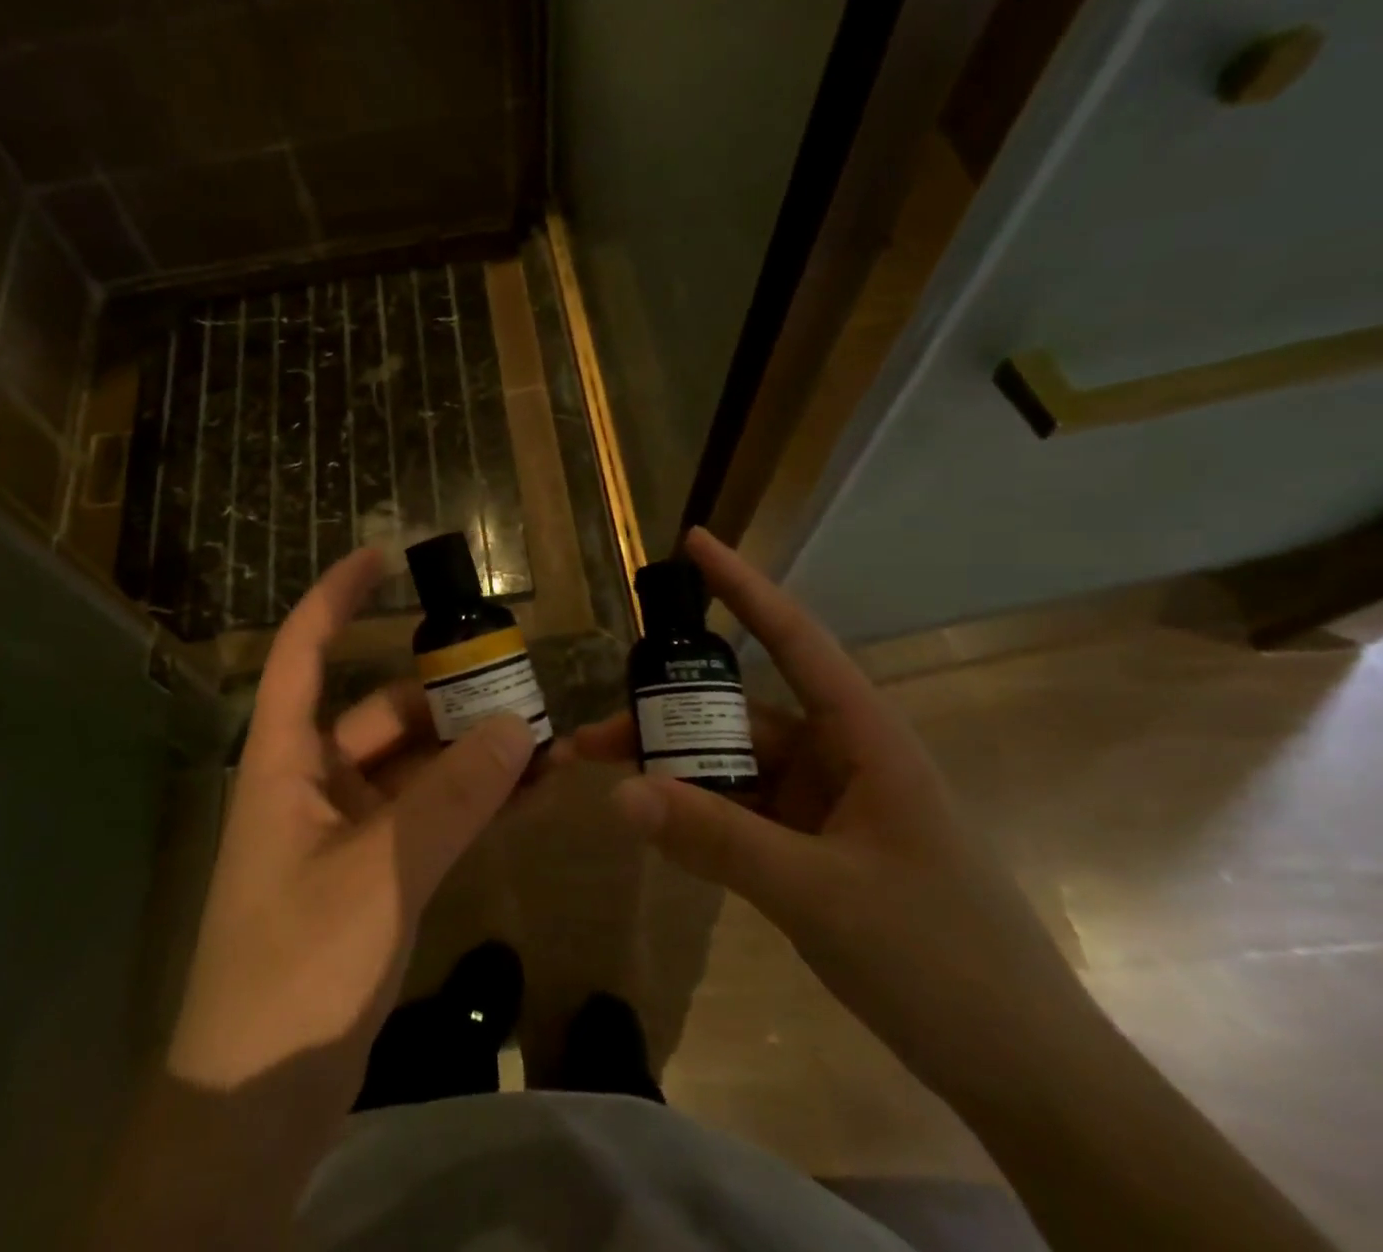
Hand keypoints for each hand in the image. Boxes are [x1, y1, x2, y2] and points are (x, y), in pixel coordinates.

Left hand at [167, 546, 537, 1095]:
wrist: (255, 1105)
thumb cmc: (297, 969)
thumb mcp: (383, 873)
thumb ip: (453, 797)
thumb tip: (519, 727)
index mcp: (283, 762)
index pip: (301, 652)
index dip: (335, 597)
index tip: (382, 556)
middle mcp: (309, 782)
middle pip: (379, 711)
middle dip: (444, 693)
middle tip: (515, 675)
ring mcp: (340, 832)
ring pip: (409, 767)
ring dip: (467, 752)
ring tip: (541, 739)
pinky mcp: (367, 875)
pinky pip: (421, 816)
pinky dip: (465, 802)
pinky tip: (523, 794)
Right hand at [571, 527, 1098, 1107]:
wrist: (1023, 1073)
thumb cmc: (941, 961)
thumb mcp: (819, 894)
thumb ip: (716, 839)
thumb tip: (620, 790)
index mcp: (864, 739)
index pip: (795, 640)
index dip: (743, 587)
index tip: (692, 543)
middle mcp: (841, 757)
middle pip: (738, 715)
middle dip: (665, 720)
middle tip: (593, 739)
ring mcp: (826, 805)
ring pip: (734, 768)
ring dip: (676, 774)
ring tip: (610, 784)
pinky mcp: (814, 848)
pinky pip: (743, 812)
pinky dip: (700, 815)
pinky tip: (659, 827)